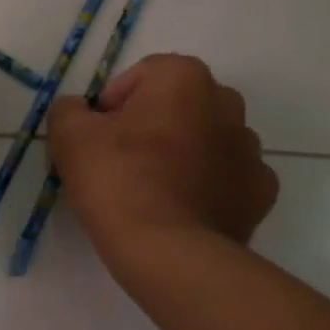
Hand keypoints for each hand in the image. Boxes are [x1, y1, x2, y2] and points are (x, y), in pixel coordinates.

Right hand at [48, 53, 277, 269]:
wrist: (168, 252)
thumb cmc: (118, 181)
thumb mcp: (69, 136)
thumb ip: (69, 110)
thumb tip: (79, 111)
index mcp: (185, 78)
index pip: (140, 77)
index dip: (111, 106)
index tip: (96, 139)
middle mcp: (227, 103)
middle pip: (178, 106)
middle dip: (152, 126)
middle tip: (121, 163)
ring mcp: (250, 149)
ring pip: (206, 141)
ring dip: (183, 155)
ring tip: (152, 191)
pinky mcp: (261, 192)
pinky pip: (227, 179)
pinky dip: (208, 188)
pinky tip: (183, 210)